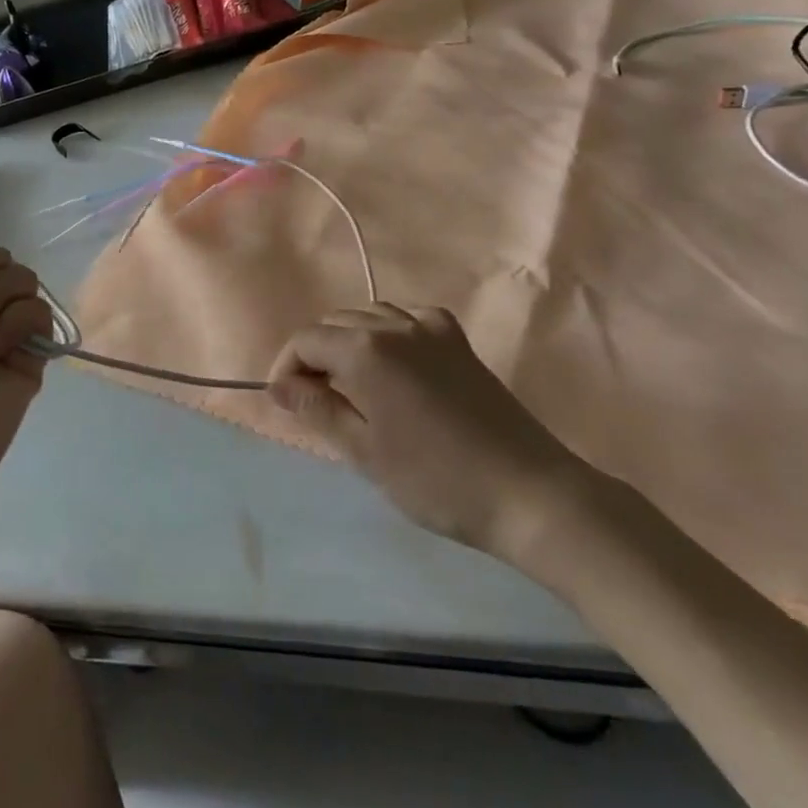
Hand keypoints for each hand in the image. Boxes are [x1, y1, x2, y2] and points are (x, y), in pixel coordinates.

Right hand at [267, 304, 594, 562]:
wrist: (527, 492)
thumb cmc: (436, 479)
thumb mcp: (365, 452)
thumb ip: (318, 409)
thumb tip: (281, 385)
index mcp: (365, 350)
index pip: (306, 340)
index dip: (287, 367)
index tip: (286, 403)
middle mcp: (394, 325)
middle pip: (335, 323)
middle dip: (316, 355)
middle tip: (316, 401)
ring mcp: (431, 328)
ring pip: (370, 316)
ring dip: (349, 342)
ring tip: (352, 387)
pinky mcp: (457, 340)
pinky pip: (408, 319)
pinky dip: (389, 334)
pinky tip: (395, 366)